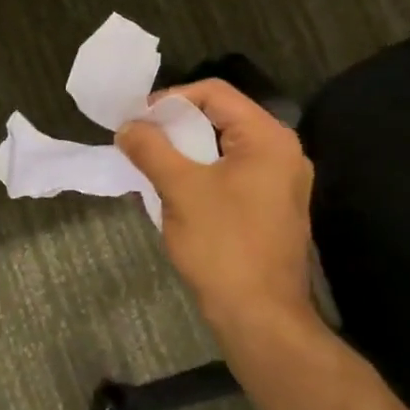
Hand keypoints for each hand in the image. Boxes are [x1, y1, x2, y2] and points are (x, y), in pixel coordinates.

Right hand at [116, 79, 318, 339]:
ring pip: (223, 148)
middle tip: (139, 142)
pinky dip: (200, 174)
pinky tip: (174, 192)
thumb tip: (128, 126)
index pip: (215, 94)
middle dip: (175, 126)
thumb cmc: (222, 245)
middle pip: (221, 118)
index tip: (137, 122)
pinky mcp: (270, 208)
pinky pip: (231, 174)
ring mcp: (279, 182)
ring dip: (184, 152)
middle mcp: (281, 152)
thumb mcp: (180, 189)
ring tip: (150, 165)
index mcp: (267, 138)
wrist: (260, 315)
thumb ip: (151, 149)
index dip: (170, 99)